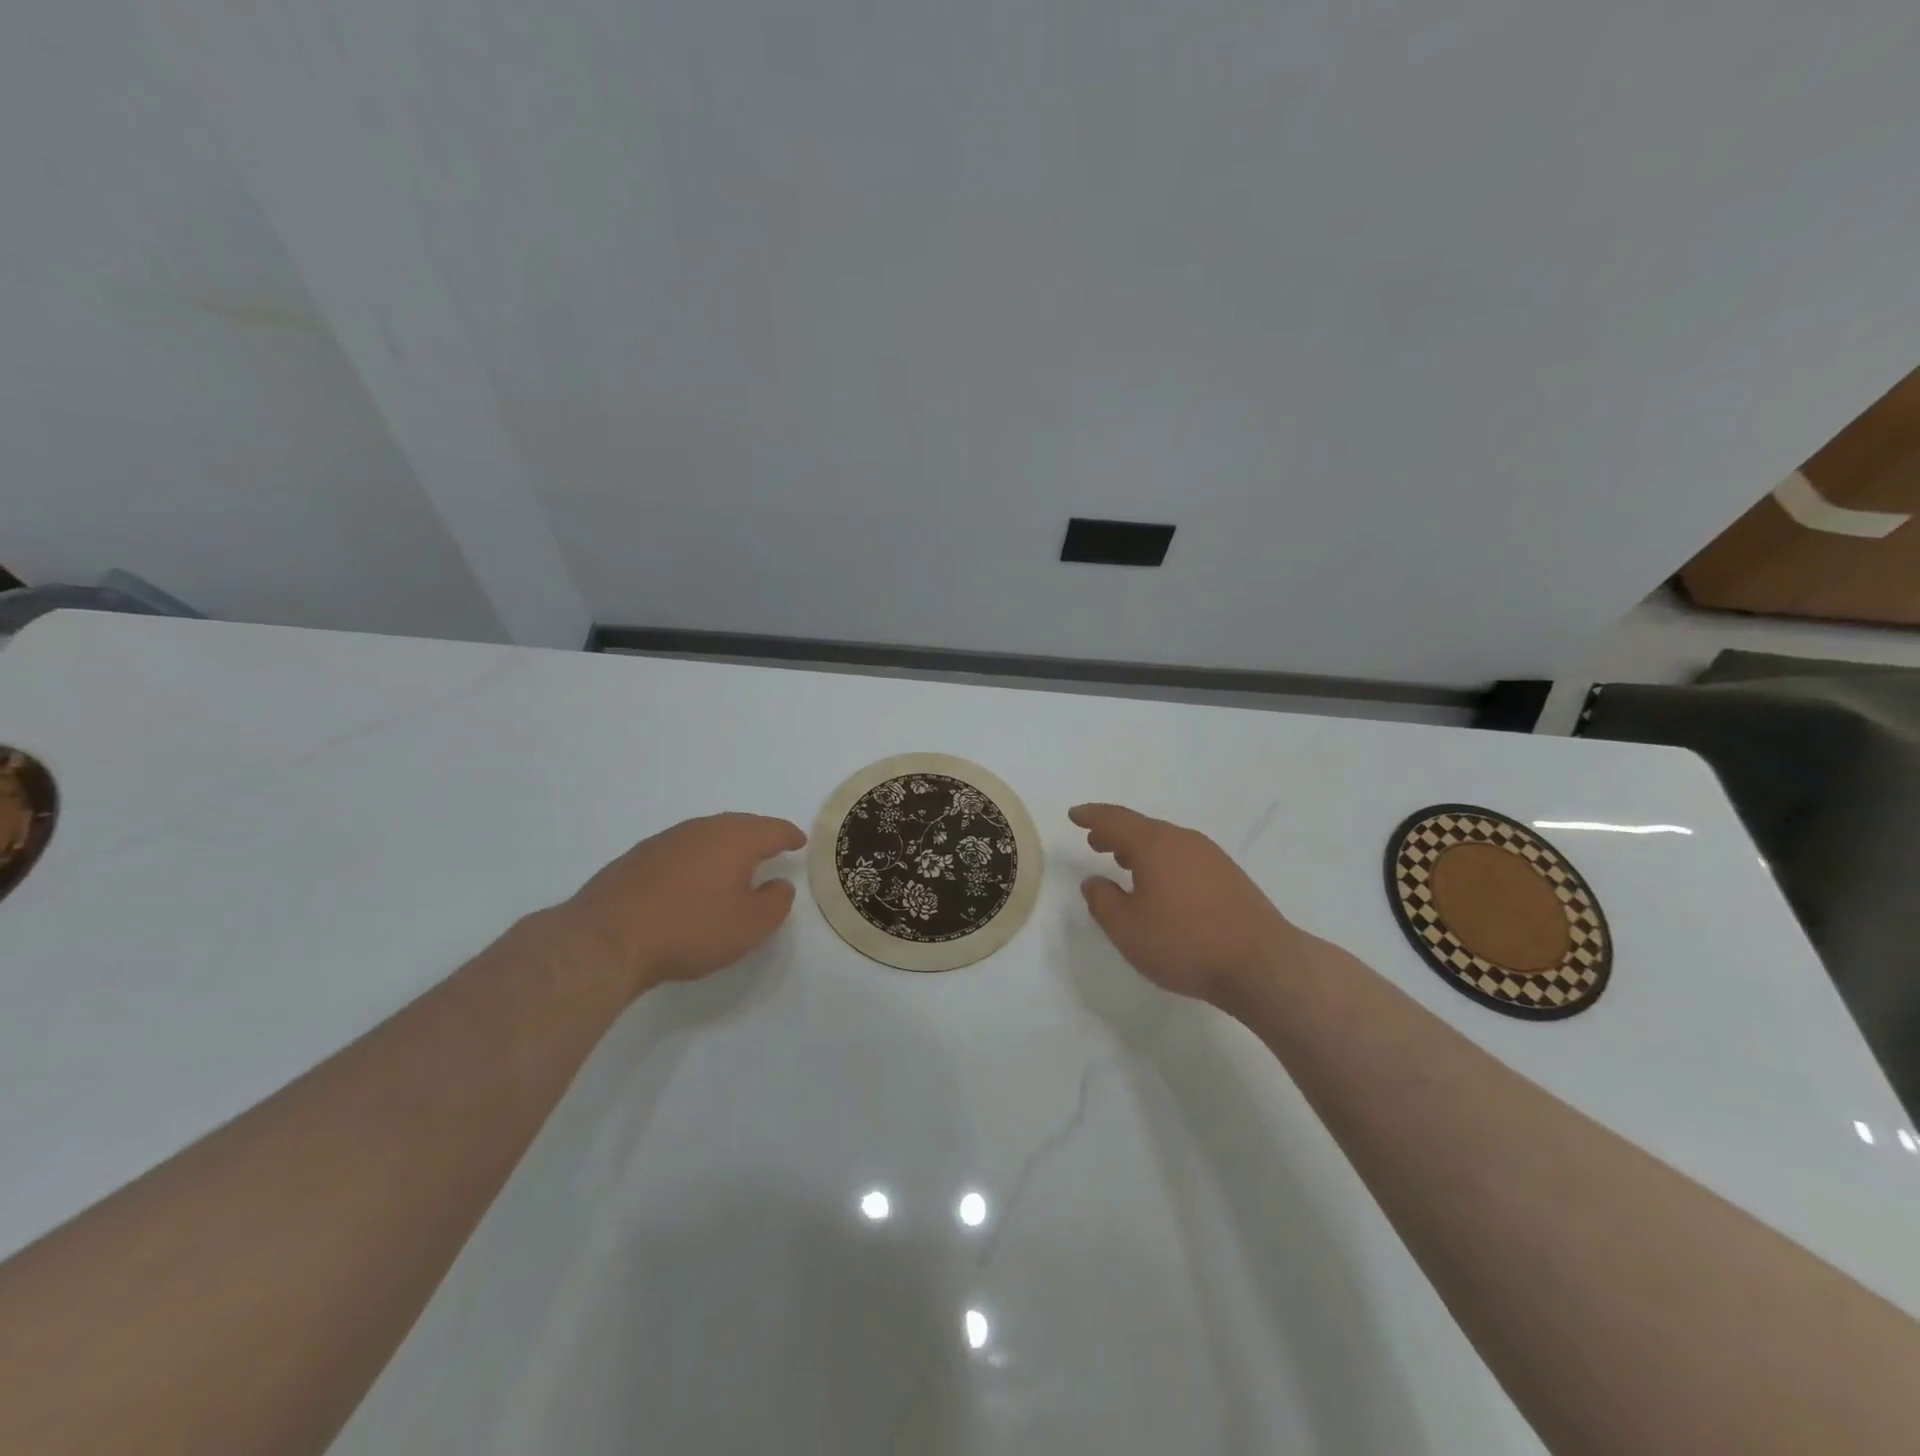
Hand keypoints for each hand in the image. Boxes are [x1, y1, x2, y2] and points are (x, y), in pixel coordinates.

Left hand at [557, 813, 806, 997]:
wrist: (606, 939)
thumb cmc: (690, 929)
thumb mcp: (749, 926)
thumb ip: (775, 902)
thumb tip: (779, 885)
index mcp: (734, 838)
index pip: (772, 829)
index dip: (789, 835)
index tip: (800, 841)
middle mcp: (701, 829)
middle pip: (738, 825)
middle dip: (757, 835)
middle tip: (771, 847)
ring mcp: (665, 841)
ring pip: (706, 835)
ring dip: (724, 847)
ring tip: (733, 864)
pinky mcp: (636, 858)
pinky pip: (680, 851)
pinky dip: (695, 860)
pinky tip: (691, 880)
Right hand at [1070, 803, 1304, 1007]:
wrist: (1263, 965)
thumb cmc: (1185, 944)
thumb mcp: (1127, 929)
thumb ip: (1103, 902)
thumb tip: (1094, 882)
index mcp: (1155, 845)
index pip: (1115, 820)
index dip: (1091, 816)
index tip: (1074, 815)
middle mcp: (1184, 841)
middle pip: (1142, 828)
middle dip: (1114, 832)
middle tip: (1095, 841)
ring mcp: (1212, 857)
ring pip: (1165, 842)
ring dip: (1139, 848)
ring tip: (1122, 861)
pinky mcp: (1230, 877)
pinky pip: (1184, 856)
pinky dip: (1162, 861)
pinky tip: (1161, 884)